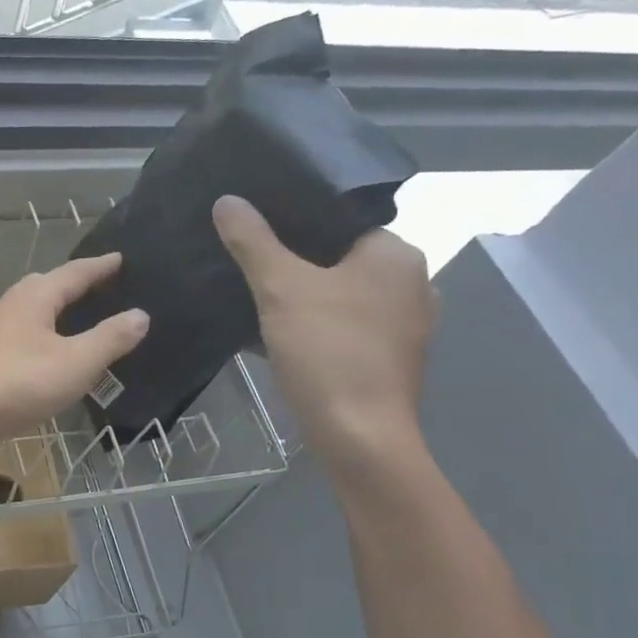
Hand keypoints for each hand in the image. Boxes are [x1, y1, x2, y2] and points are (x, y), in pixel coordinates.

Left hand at [0, 252, 148, 464]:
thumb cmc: (16, 384)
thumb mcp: (75, 363)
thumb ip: (109, 339)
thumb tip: (140, 315)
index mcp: (34, 297)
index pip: (75, 272)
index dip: (101, 267)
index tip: (121, 259)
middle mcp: (10, 307)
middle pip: (48, 288)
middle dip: (77, 288)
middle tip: (106, 290)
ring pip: (32, 317)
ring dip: (57, 317)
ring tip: (83, 326)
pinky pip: (22, 343)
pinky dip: (43, 344)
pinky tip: (51, 363)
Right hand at [213, 195, 434, 479]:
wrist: (359, 437)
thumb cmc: (328, 352)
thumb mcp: (281, 289)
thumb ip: (253, 242)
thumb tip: (227, 200)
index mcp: (395, 254)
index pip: (340, 219)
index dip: (294, 220)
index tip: (253, 225)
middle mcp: (410, 283)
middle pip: (338, 258)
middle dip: (292, 261)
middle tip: (245, 260)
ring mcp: (403, 325)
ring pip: (339, 295)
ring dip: (300, 297)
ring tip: (253, 295)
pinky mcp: (388, 358)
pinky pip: (343, 327)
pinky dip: (313, 327)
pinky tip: (274, 335)